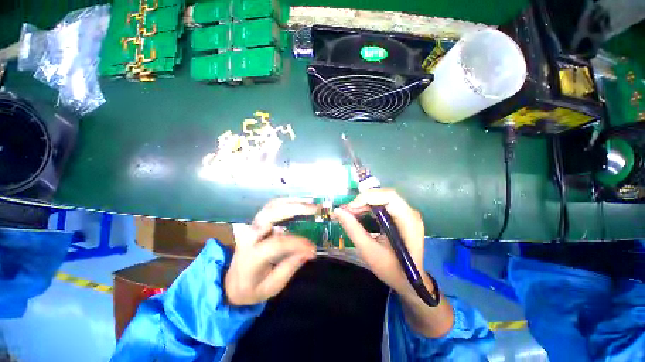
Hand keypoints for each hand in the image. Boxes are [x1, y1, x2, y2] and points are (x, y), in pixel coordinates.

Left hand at [225, 198, 317, 305]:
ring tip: (310, 202)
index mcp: (251, 256)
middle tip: (313, 209)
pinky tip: (300, 202)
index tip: (312, 248)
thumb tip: (309, 251)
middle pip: (269, 215)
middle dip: (293, 209)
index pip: (277, 243)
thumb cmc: (251, 288)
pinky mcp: (257, 222)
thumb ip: (290, 267)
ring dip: (292, 201)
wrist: (232, 282)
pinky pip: (272, 206)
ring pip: (271, 206)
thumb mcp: (271, 286)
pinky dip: (287, 201)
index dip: (297, 243)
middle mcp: (249, 236)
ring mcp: (252, 226)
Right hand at [333, 189, 453, 336]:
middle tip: (346, 211)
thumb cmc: (392, 270)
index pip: (389, 197)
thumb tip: (338, 211)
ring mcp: (406, 214)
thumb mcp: (369, 251)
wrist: (409, 282)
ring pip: (382, 199)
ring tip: (349, 213)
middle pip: (384, 195)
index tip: (349, 208)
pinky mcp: (400, 216)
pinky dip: (368, 208)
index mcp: (409, 221)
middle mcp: (410, 213)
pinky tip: (358, 214)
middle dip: (363, 201)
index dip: (367, 197)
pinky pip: (382, 205)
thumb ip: (353, 230)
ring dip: (364, 204)